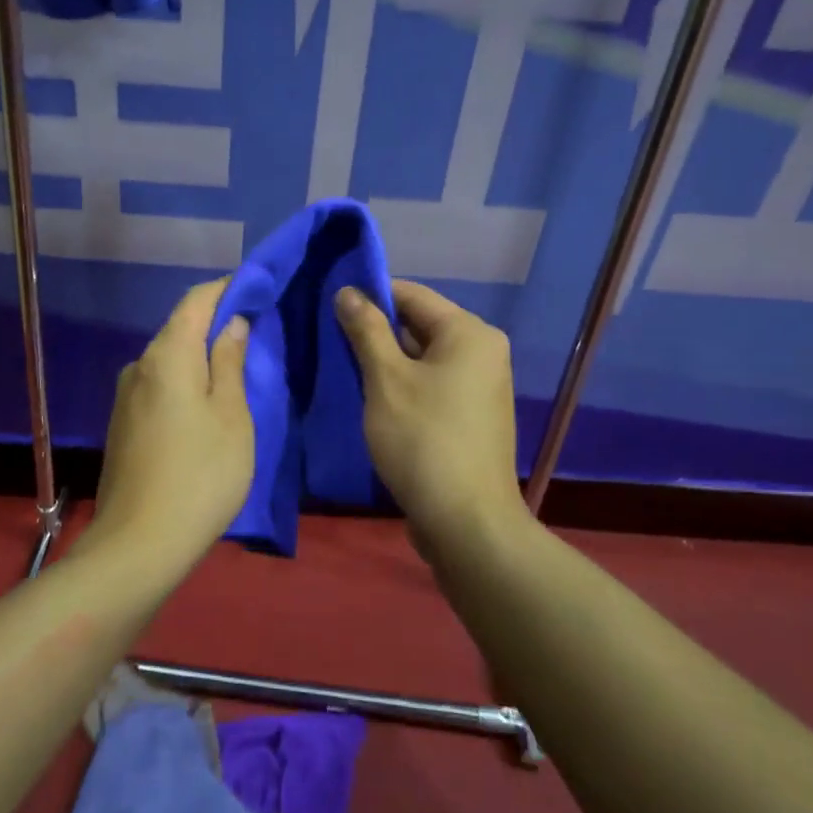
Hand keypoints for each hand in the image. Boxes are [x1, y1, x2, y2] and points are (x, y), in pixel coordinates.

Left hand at [90, 278, 253, 563]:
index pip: (196, 300)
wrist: (139, 544)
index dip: (228, 288)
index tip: (258, 290)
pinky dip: (185, 381)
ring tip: (237, 371)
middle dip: (217, 323)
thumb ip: (230, 362)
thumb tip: (231, 323)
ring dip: (201, 356)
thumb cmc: (200, 475)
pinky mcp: (122, 423)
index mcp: (167, 355)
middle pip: (180, 328)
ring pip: (169, 359)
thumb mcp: (232, 416)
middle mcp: (139, 365)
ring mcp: (125, 395)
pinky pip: (159, 385)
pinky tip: (206, 404)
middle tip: (257, 333)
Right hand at [335, 280, 526, 547]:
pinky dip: (403, 385)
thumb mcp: (386, 379)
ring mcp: (480, 386)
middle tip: (329, 340)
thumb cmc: (423, 440)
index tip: (329, 306)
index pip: (411, 294)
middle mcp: (482, 351)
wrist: (466, 522)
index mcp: (469, 333)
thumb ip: (366, 329)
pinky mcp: (471, 416)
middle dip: (375, 331)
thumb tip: (348, 291)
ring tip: (343, 368)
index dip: (369, 295)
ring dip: (385, 361)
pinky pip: (431, 384)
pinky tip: (371, 399)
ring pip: (422, 357)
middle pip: (419, 325)